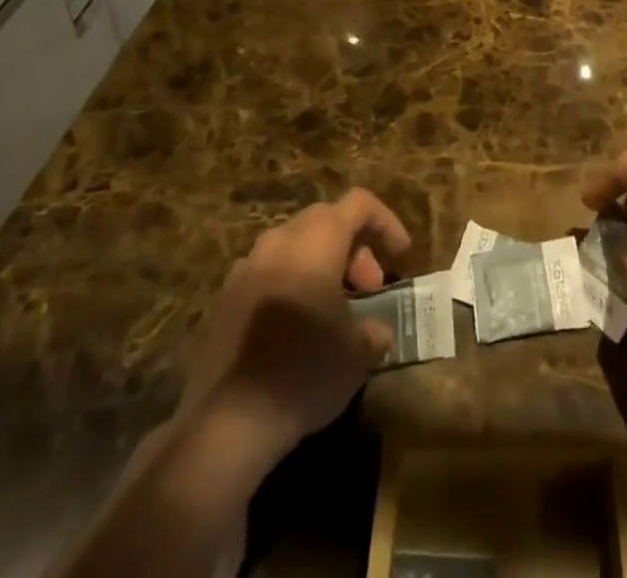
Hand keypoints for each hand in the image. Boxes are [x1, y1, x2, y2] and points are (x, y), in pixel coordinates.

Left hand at [177, 189, 410, 471]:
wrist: (226, 421)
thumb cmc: (304, 371)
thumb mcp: (357, 354)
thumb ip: (373, 331)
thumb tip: (377, 331)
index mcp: (317, 240)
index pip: (359, 204)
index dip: (386, 222)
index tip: (400, 255)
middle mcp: (280, 240)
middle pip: (326, 220)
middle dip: (354, 248)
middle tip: (369, 289)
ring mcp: (247, 266)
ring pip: (295, 245)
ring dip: (322, 265)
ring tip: (335, 310)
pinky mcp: (225, 298)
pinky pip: (269, 272)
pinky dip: (292, 284)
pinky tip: (297, 329)